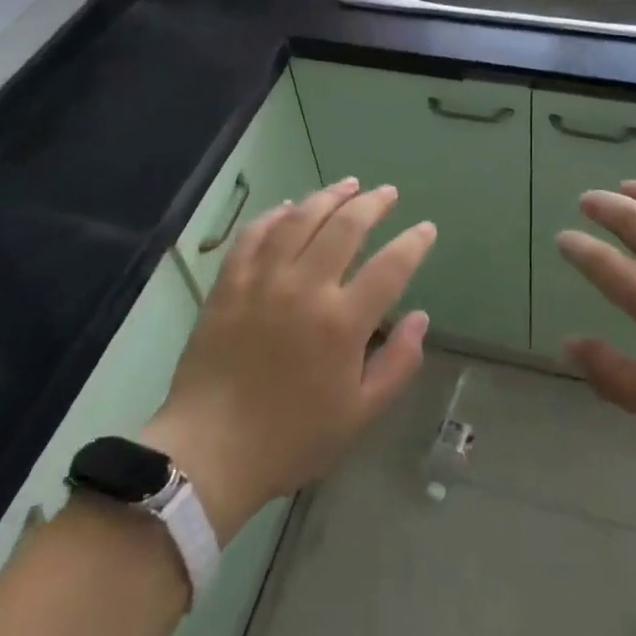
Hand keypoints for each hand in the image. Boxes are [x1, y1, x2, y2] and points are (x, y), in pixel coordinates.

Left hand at [142, 178, 434, 539]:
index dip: (414, 242)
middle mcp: (305, 288)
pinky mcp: (229, 284)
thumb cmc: (291, 439)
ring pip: (300, 219)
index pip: (390, 266)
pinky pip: (254, 235)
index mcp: (342, 323)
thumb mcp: (360, 414)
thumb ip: (397, 363)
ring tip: (348, 184)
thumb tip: (421, 318)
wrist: (209, 451)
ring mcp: (263, 281)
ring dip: (328, 197)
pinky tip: (288, 207)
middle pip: (345, 227)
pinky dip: (274, 215)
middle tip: (388, 193)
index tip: (426, 229)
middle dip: (373, 204)